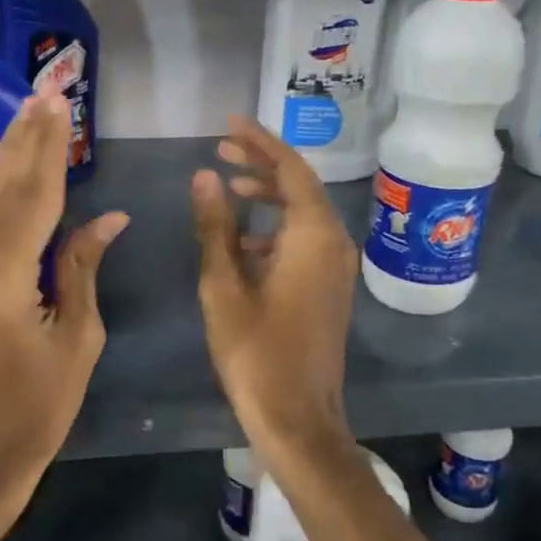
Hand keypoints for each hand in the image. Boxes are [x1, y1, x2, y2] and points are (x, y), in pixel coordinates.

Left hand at [0, 90, 128, 534]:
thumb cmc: (33, 414)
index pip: (34, 196)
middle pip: (0, 188)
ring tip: (27, 118)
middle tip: (40, 92)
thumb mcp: (76, 342)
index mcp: (2, 277)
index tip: (57, 102)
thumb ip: (82, 270)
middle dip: (23, 138)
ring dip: (8, 162)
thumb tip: (106, 218)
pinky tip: (11, 178)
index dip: (50, 147)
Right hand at [191, 119, 432, 540]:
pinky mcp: (328, 287)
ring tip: (227, 183)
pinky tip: (241, 240)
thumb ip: (215, 227)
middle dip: (262, 163)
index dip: (260, 141)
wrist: (298, 417)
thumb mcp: (223, 285)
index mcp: (313, 236)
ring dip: (267, 194)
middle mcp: (333, 243)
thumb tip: (204, 176)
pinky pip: (304, 239)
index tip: (229, 123)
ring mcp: (335, 267)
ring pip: (302, 213)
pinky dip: (274, 227)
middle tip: (221, 149)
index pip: (290, 169)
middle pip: (300, 186)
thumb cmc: (255, 352)